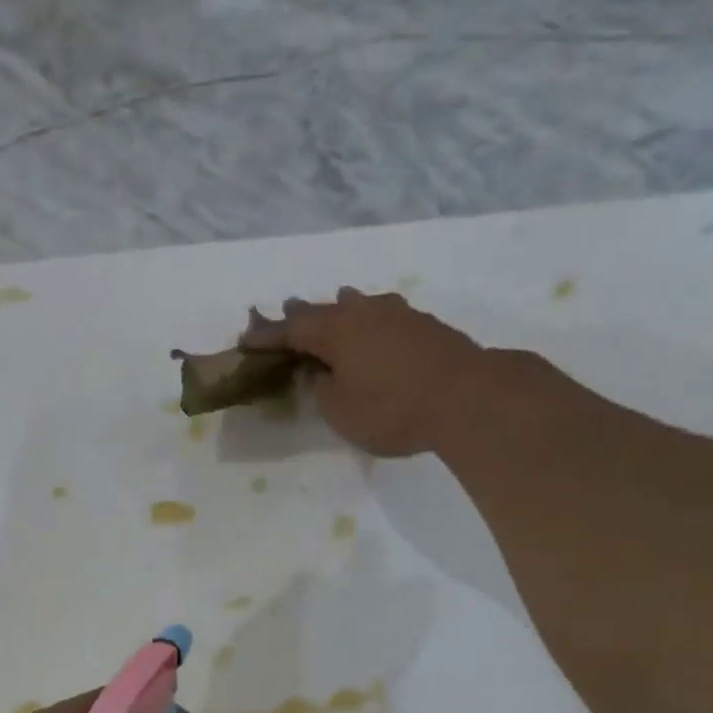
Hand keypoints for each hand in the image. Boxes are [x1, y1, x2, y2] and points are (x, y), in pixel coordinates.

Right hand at [243, 288, 503, 456]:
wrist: (467, 397)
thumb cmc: (392, 409)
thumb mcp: (341, 410)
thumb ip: (322, 387)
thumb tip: (318, 370)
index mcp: (335, 332)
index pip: (290, 330)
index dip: (266, 337)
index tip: (245, 340)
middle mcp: (363, 313)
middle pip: (322, 311)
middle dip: (298, 315)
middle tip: (279, 313)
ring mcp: (396, 315)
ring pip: (356, 306)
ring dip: (336, 308)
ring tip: (328, 302)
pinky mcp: (422, 325)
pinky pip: (379, 314)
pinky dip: (364, 316)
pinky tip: (369, 318)